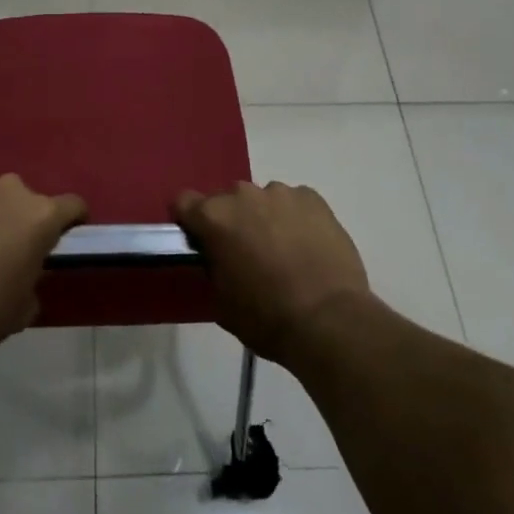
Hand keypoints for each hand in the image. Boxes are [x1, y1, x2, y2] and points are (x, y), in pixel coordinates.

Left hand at [0, 174, 86, 353]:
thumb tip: (23, 275)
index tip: (65, 235)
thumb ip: (32, 280)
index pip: (73, 205)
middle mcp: (10, 191)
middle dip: (20, 217)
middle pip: (25, 198)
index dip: (72, 220)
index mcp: (41, 215)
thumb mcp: (24, 307)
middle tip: (8, 247)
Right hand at [173, 182, 371, 366]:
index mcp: (214, 217)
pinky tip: (307, 246)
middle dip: (232, 221)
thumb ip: (213, 268)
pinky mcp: (313, 198)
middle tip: (246, 253)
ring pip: (263, 200)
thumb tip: (219, 258)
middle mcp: (243, 195)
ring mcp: (281, 193)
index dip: (189, 222)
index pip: (184, 202)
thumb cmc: (266, 317)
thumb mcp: (222, 301)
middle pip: (227, 200)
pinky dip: (295, 218)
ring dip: (264, 218)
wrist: (329, 320)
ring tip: (283, 251)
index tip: (200, 241)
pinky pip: (294, 202)